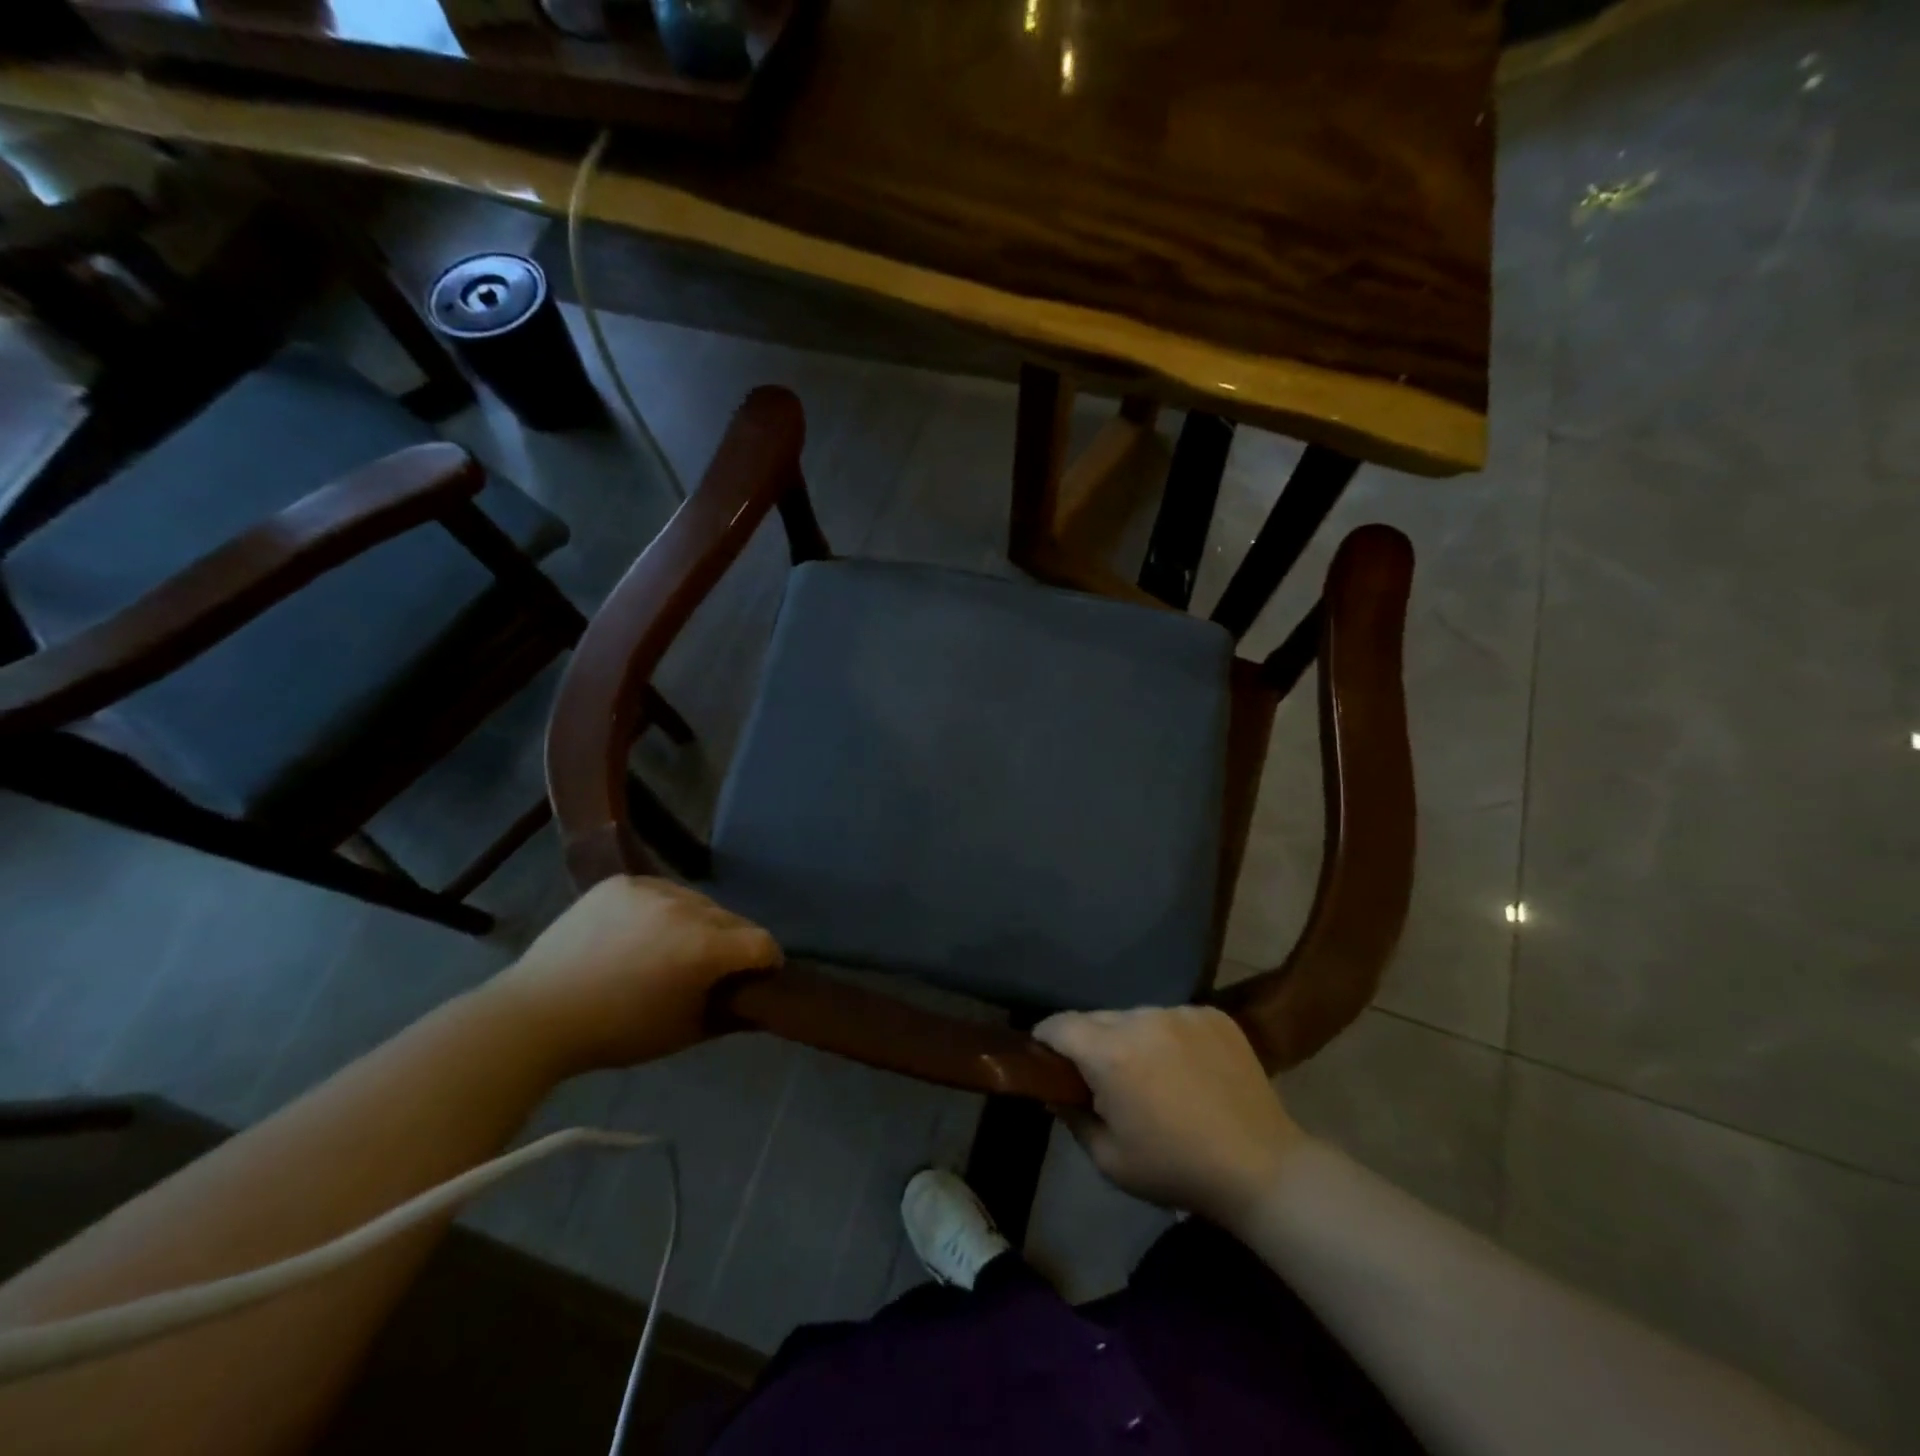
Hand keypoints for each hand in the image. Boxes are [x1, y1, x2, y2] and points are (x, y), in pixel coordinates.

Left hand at [486, 877, 780, 1074]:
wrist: (537, 1015)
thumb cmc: (616, 1032)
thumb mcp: (684, 1032)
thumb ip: (731, 1014)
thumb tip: (758, 1002)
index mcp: (703, 947)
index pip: (762, 942)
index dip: (766, 962)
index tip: (755, 978)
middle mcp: (685, 908)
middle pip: (733, 919)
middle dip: (731, 943)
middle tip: (709, 969)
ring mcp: (651, 889)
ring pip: (698, 902)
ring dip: (698, 923)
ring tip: (671, 948)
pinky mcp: (622, 882)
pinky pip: (662, 891)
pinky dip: (663, 910)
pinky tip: (641, 933)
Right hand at [1034, 1006, 1307, 1232]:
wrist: (1262, 1168)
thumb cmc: (1177, 1169)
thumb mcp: (1110, 1159)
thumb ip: (1072, 1117)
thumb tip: (1053, 1091)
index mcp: (1110, 1052)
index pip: (1059, 1025)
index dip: (1044, 1038)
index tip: (1044, 1056)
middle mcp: (1141, 1018)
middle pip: (1096, 1018)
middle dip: (1089, 1043)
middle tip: (1100, 1078)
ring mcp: (1180, 1012)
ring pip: (1135, 1017)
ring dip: (1130, 1038)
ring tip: (1150, 1075)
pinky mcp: (1212, 1014)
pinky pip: (1172, 1018)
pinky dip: (1168, 1037)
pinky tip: (1186, 1069)